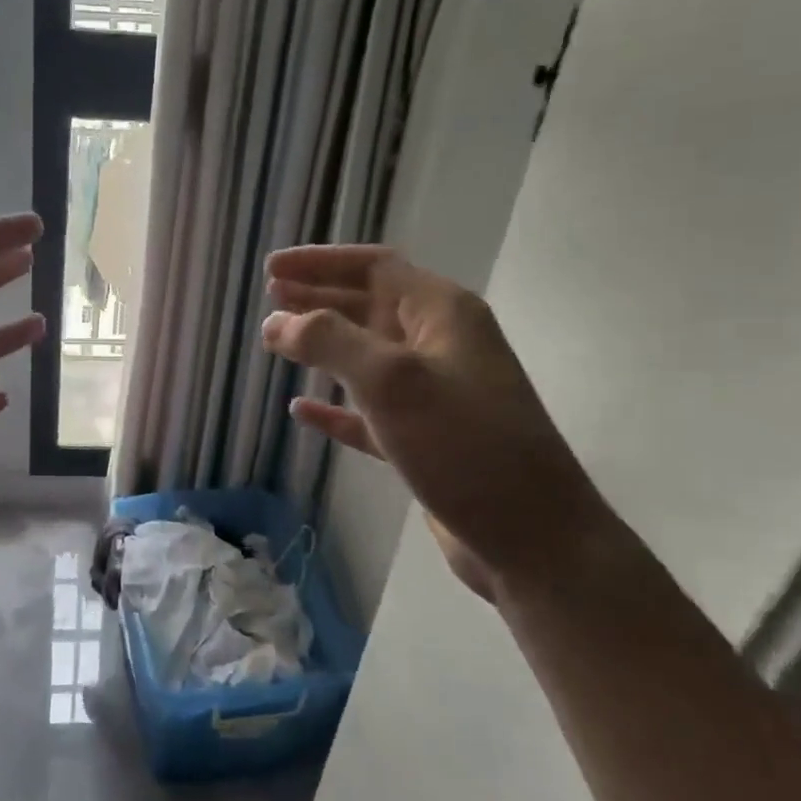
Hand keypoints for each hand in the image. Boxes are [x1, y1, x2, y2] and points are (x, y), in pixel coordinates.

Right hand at [263, 244, 606, 599]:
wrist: (531, 538)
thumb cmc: (464, 446)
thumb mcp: (392, 381)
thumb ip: (329, 342)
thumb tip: (275, 321)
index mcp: (442, 314)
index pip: (374, 267)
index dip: (320, 262)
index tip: (271, 269)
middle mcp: (440, 345)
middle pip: (369, 306)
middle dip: (318, 298)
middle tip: (269, 298)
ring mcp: (434, 395)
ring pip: (367, 357)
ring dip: (324, 346)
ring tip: (278, 342)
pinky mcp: (424, 440)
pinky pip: (368, 411)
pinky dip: (335, 406)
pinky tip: (302, 410)